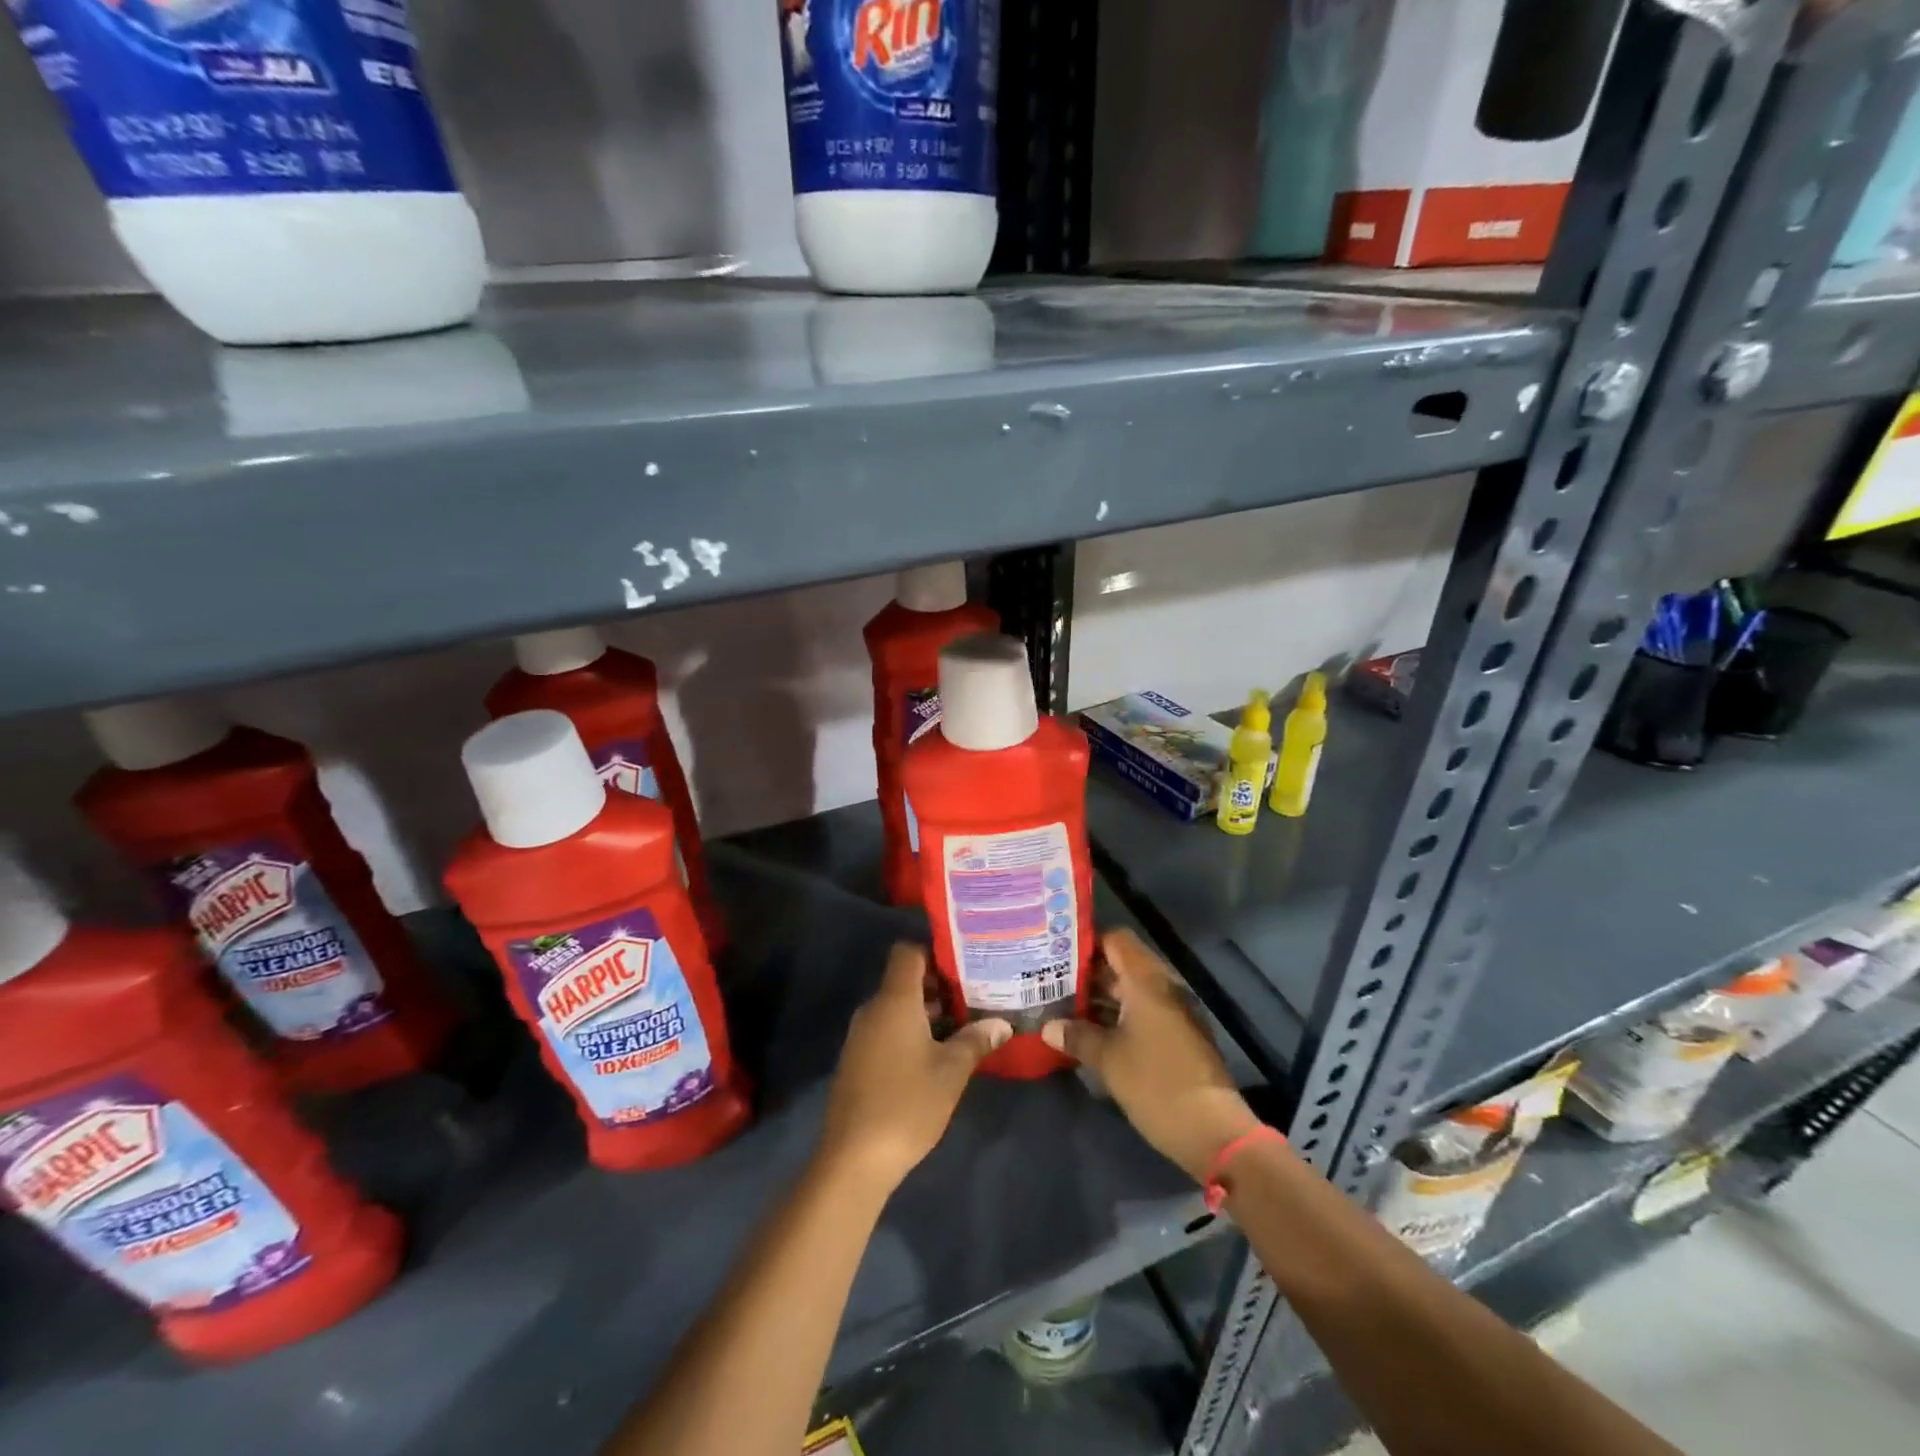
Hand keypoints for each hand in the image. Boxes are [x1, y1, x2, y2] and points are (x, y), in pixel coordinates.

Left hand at [816, 943, 1011, 1191]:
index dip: (934, 952)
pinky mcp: (856, 1061)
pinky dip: (909, 1032)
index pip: (907, 952)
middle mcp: (873, 1009)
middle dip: (938, 986)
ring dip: (925, 1013)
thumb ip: (976, 1040)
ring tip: (962, 1026)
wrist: (853, 1159)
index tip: (964, 966)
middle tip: (974, 997)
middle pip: (904, 980)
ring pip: (896, 1008)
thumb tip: (1002, 1023)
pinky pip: (885, 1030)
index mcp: (894, 1000)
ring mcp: (860, 1036)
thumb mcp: (951, 1072)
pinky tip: (934, 1056)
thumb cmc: (907, 1103)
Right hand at [1042, 929, 1259, 1182]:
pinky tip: (1093, 1035)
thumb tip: (1048, 1027)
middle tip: (1052, 985)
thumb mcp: (1107, 1059)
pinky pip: (1143, 1013)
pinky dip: (1119, 1017)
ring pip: (1132, 992)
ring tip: (1065, 1010)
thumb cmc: (1155, 1083)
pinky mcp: (1179, 1036)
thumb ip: (1076, 1036)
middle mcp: (1163, 987)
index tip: (1057, 956)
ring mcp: (1174, 1012)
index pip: (1115, 940)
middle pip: (1122, 965)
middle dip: (1088, 975)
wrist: (1212, 1131)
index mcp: (1146, 981)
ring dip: (1102, 999)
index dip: (1087, 943)